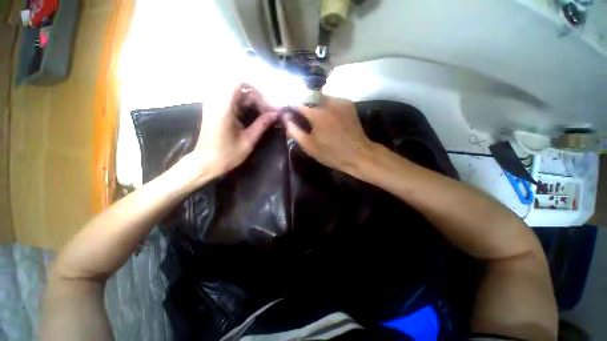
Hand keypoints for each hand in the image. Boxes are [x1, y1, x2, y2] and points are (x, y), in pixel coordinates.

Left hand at [179, 83, 277, 184]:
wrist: (206, 163)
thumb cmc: (227, 155)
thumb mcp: (248, 141)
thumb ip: (262, 125)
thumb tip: (275, 114)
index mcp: (223, 109)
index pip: (239, 85)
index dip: (256, 93)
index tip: (267, 109)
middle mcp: (216, 102)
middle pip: (239, 89)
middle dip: (256, 99)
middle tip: (267, 113)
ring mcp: (213, 105)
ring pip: (236, 93)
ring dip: (251, 101)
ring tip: (262, 114)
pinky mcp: (214, 109)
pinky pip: (231, 99)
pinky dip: (244, 104)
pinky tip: (251, 116)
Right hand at [283, 96, 373, 172]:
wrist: (358, 154)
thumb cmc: (331, 153)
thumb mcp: (309, 146)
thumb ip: (294, 131)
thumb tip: (285, 118)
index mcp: (317, 114)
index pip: (297, 103)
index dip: (290, 106)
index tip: (287, 111)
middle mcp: (328, 102)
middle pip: (309, 96)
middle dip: (302, 103)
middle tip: (300, 114)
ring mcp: (340, 101)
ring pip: (321, 96)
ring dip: (314, 103)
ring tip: (313, 115)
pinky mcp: (348, 104)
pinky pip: (332, 99)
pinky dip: (325, 104)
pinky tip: (326, 115)